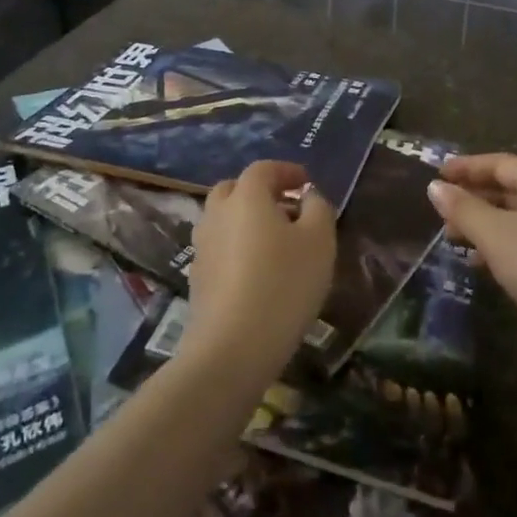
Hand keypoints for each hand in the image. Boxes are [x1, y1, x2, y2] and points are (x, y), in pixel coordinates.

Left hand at [184, 160, 335, 381]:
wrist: (232, 347)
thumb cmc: (284, 284)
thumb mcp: (319, 241)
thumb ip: (318, 208)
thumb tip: (308, 196)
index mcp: (246, 196)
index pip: (263, 169)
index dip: (286, 171)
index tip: (306, 183)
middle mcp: (217, 213)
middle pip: (235, 190)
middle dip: (260, 192)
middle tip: (287, 208)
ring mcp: (202, 246)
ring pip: (224, 219)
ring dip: (246, 221)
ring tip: (276, 242)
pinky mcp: (197, 278)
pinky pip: (219, 248)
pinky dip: (237, 247)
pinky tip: (258, 272)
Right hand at [428, 153, 516, 367]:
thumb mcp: (495, 233)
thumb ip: (463, 208)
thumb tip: (434, 187)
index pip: (501, 163)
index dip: (468, 166)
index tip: (439, 174)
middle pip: (511, 189)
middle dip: (474, 197)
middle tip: (443, 210)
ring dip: (485, 224)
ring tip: (454, 238)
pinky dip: (502, 246)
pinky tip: (482, 265)